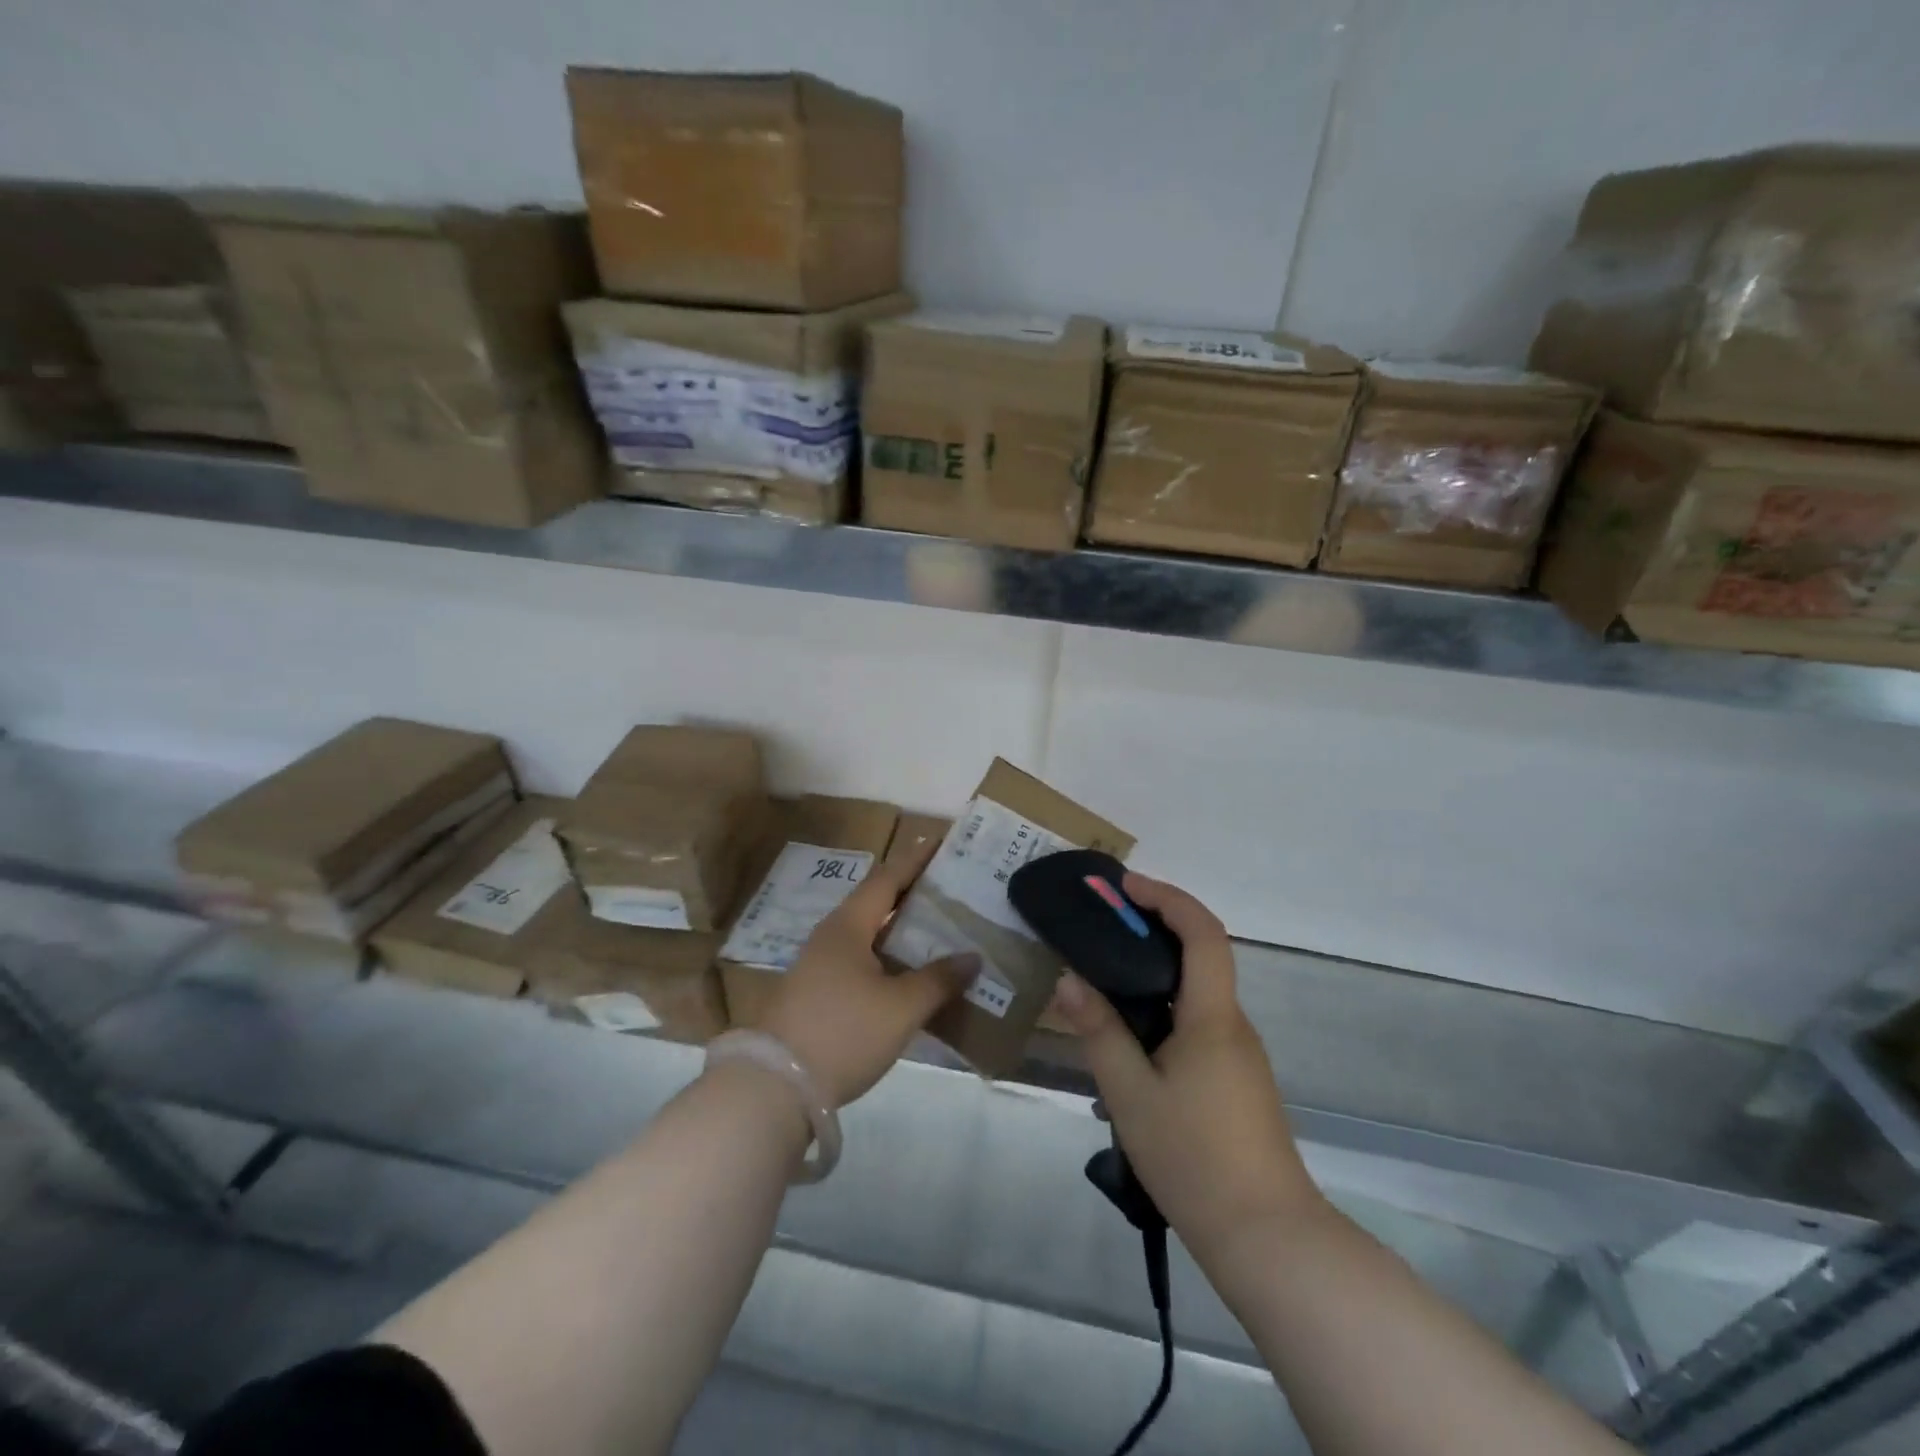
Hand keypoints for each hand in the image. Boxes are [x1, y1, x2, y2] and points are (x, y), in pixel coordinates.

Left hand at [758, 839, 976, 1108]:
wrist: (775, 1086)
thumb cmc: (843, 1032)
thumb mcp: (901, 1008)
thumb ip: (938, 980)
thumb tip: (972, 957)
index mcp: (848, 926)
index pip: (887, 879)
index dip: (915, 861)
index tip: (941, 843)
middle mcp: (831, 937)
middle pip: (877, 904)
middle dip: (913, 895)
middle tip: (951, 891)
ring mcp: (819, 967)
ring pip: (869, 936)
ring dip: (901, 932)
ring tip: (939, 931)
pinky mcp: (817, 995)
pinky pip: (861, 963)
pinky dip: (889, 959)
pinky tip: (910, 976)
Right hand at [1048, 873, 1323, 1261]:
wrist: (1266, 1237)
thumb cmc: (1194, 1158)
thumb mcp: (1130, 1093)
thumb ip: (1099, 1031)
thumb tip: (1069, 980)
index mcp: (1212, 1017)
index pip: (1203, 933)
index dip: (1167, 897)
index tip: (1125, 886)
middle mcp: (1232, 1024)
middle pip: (1201, 954)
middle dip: (1154, 926)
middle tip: (1102, 924)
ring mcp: (1239, 1053)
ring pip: (1197, 991)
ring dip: (1156, 968)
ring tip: (1103, 976)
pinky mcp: (1236, 1079)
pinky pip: (1198, 1020)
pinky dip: (1164, 1004)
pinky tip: (1130, 1035)